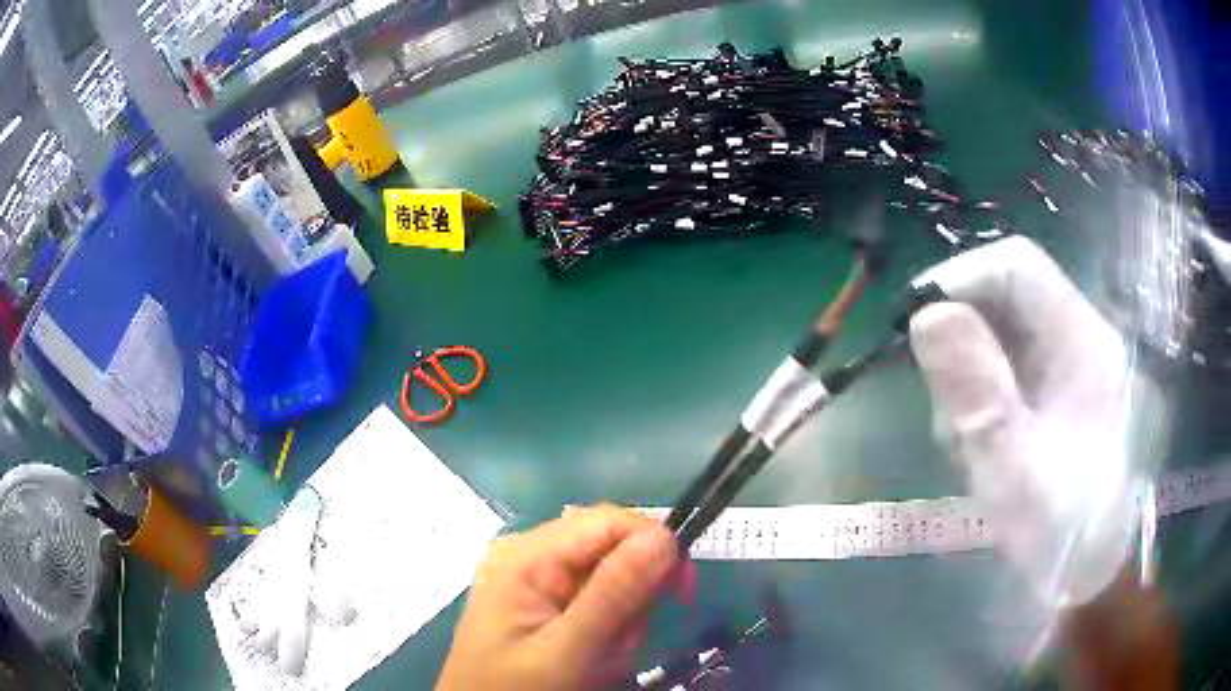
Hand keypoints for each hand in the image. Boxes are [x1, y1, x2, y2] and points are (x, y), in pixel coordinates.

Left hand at [436, 505, 689, 690]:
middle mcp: (533, 555)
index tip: (682, 592)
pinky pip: (601, 608)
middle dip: (631, 604)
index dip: (655, 546)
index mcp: (528, 554)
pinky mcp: (548, 603)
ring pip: (615, 585)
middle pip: (615, 553)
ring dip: (621, 628)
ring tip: (596, 663)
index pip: (609, 521)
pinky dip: (609, 637)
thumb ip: (612, 596)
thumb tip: (664, 538)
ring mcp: (539, 581)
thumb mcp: (564, 651)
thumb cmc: (514, 689)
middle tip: (614, 648)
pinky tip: (589, 662)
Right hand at [908, 237, 1140, 606]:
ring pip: (1003, 336)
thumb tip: (928, 315)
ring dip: (970, 378)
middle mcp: (1081, 338)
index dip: (962, 279)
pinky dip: (983, 398)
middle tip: (945, 410)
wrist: (1090, 577)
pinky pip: (1009, 369)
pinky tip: (982, 447)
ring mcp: (1072, 365)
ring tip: (965, 444)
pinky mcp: (1060, 392)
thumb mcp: (1013, 471)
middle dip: (963, 342)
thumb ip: (976, 394)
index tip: (915, 325)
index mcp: (1084, 342)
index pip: (1016, 266)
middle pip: (1007, 300)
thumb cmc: (1061, 532)